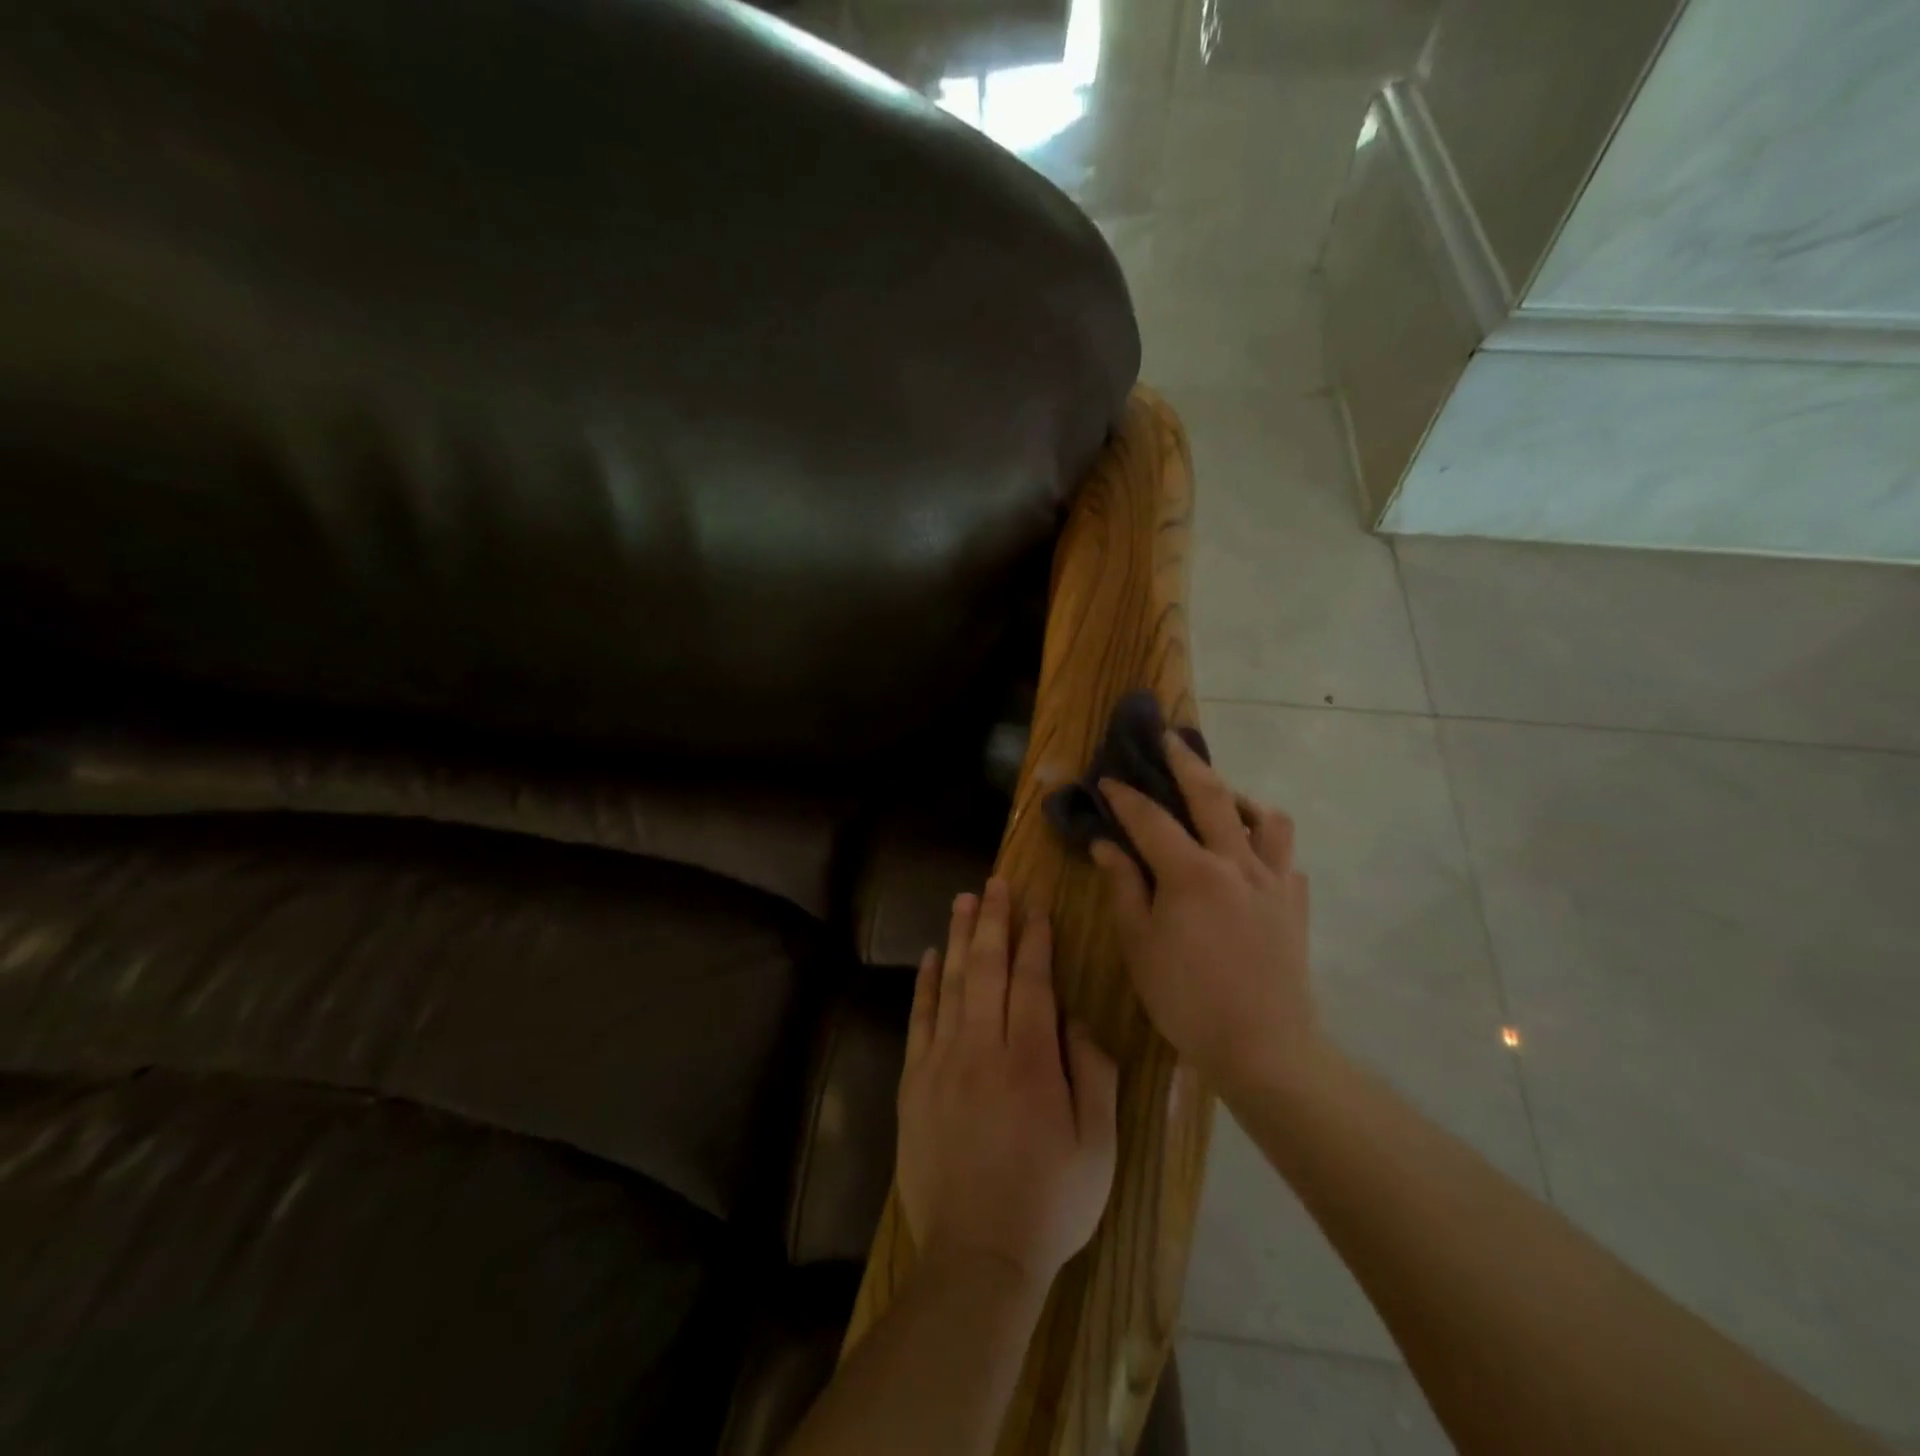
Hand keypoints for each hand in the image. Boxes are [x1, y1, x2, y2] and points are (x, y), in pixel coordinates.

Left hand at [896, 878, 1118, 1290]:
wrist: (977, 1257)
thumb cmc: (1051, 1201)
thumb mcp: (1098, 1145)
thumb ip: (1094, 1073)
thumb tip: (1077, 1020)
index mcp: (1031, 1061)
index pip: (1032, 981)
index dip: (1034, 940)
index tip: (1036, 907)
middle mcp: (982, 1048)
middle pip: (986, 968)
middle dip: (993, 921)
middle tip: (994, 883)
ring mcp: (941, 1063)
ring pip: (950, 984)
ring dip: (958, 938)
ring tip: (964, 901)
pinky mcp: (913, 1082)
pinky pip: (919, 1019)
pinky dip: (925, 984)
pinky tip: (931, 958)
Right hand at [1091, 732, 1315, 1094]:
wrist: (1263, 1047)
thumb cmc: (1186, 998)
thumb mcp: (1139, 944)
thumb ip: (1123, 887)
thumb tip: (1105, 845)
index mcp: (1191, 872)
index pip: (1150, 819)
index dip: (1125, 796)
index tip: (1108, 778)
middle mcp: (1236, 863)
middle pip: (1211, 795)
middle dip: (1185, 762)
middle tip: (1169, 738)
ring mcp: (1273, 882)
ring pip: (1267, 819)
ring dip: (1241, 799)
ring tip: (1222, 802)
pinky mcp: (1295, 905)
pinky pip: (1285, 859)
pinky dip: (1266, 848)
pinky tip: (1250, 861)